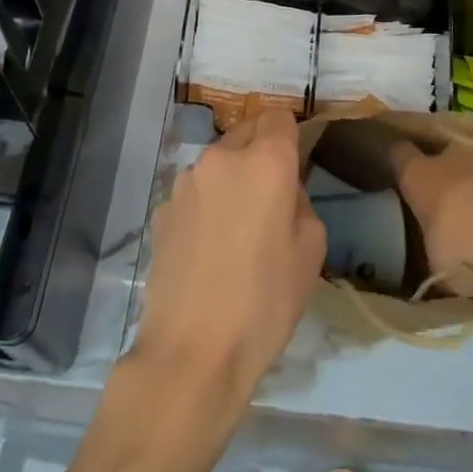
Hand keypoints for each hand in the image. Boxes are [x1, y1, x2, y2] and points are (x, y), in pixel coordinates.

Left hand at [134, 110, 324, 407]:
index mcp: (265, 161)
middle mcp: (221, 158)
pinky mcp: (161, 210)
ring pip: (218, 165)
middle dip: (260, 155)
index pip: (279, 117)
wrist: (191, 353)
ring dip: (230, 181)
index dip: (290, 137)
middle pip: (246, 134)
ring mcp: (185, 182)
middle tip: (269, 202)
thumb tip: (283, 192)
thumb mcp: (310, 252)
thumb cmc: (264, 303)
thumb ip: (301, 203)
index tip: (294, 166)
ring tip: (235, 232)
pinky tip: (207, 250)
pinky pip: (195, 193)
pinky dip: (205, 206)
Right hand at [392, 136, 472, 298]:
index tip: (404, 166)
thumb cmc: (464, 248)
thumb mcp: (440, 264)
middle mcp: (453, 153)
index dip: (402, 159)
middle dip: (456, 174)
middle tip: (467, 204)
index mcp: (421, 176)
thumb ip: (442, 252)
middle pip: (449, 154)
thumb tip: (451, 263)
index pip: (400, 154)